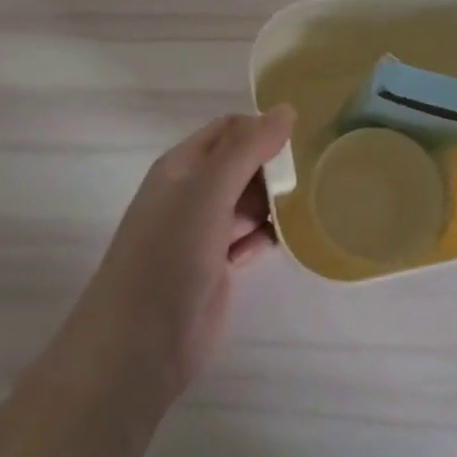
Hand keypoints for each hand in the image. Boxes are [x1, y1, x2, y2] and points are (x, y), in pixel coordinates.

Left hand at [69, 108, 293, 402]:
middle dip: (274, 166)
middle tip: (317, 172)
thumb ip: (247, 149)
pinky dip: (268, 235)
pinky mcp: (216, 267)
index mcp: (182, 166)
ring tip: (313, 203)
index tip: (304, 138)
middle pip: (242, 164)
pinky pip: (250, 237)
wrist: (139, 346)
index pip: (229, 129)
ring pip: (248, 202)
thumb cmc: (169, 255)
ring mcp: (203, 232)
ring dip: (275, 201)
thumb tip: (286, 110)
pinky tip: (290, 240)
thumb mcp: (208, 191)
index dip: (262, 128)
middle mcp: (191, 193)